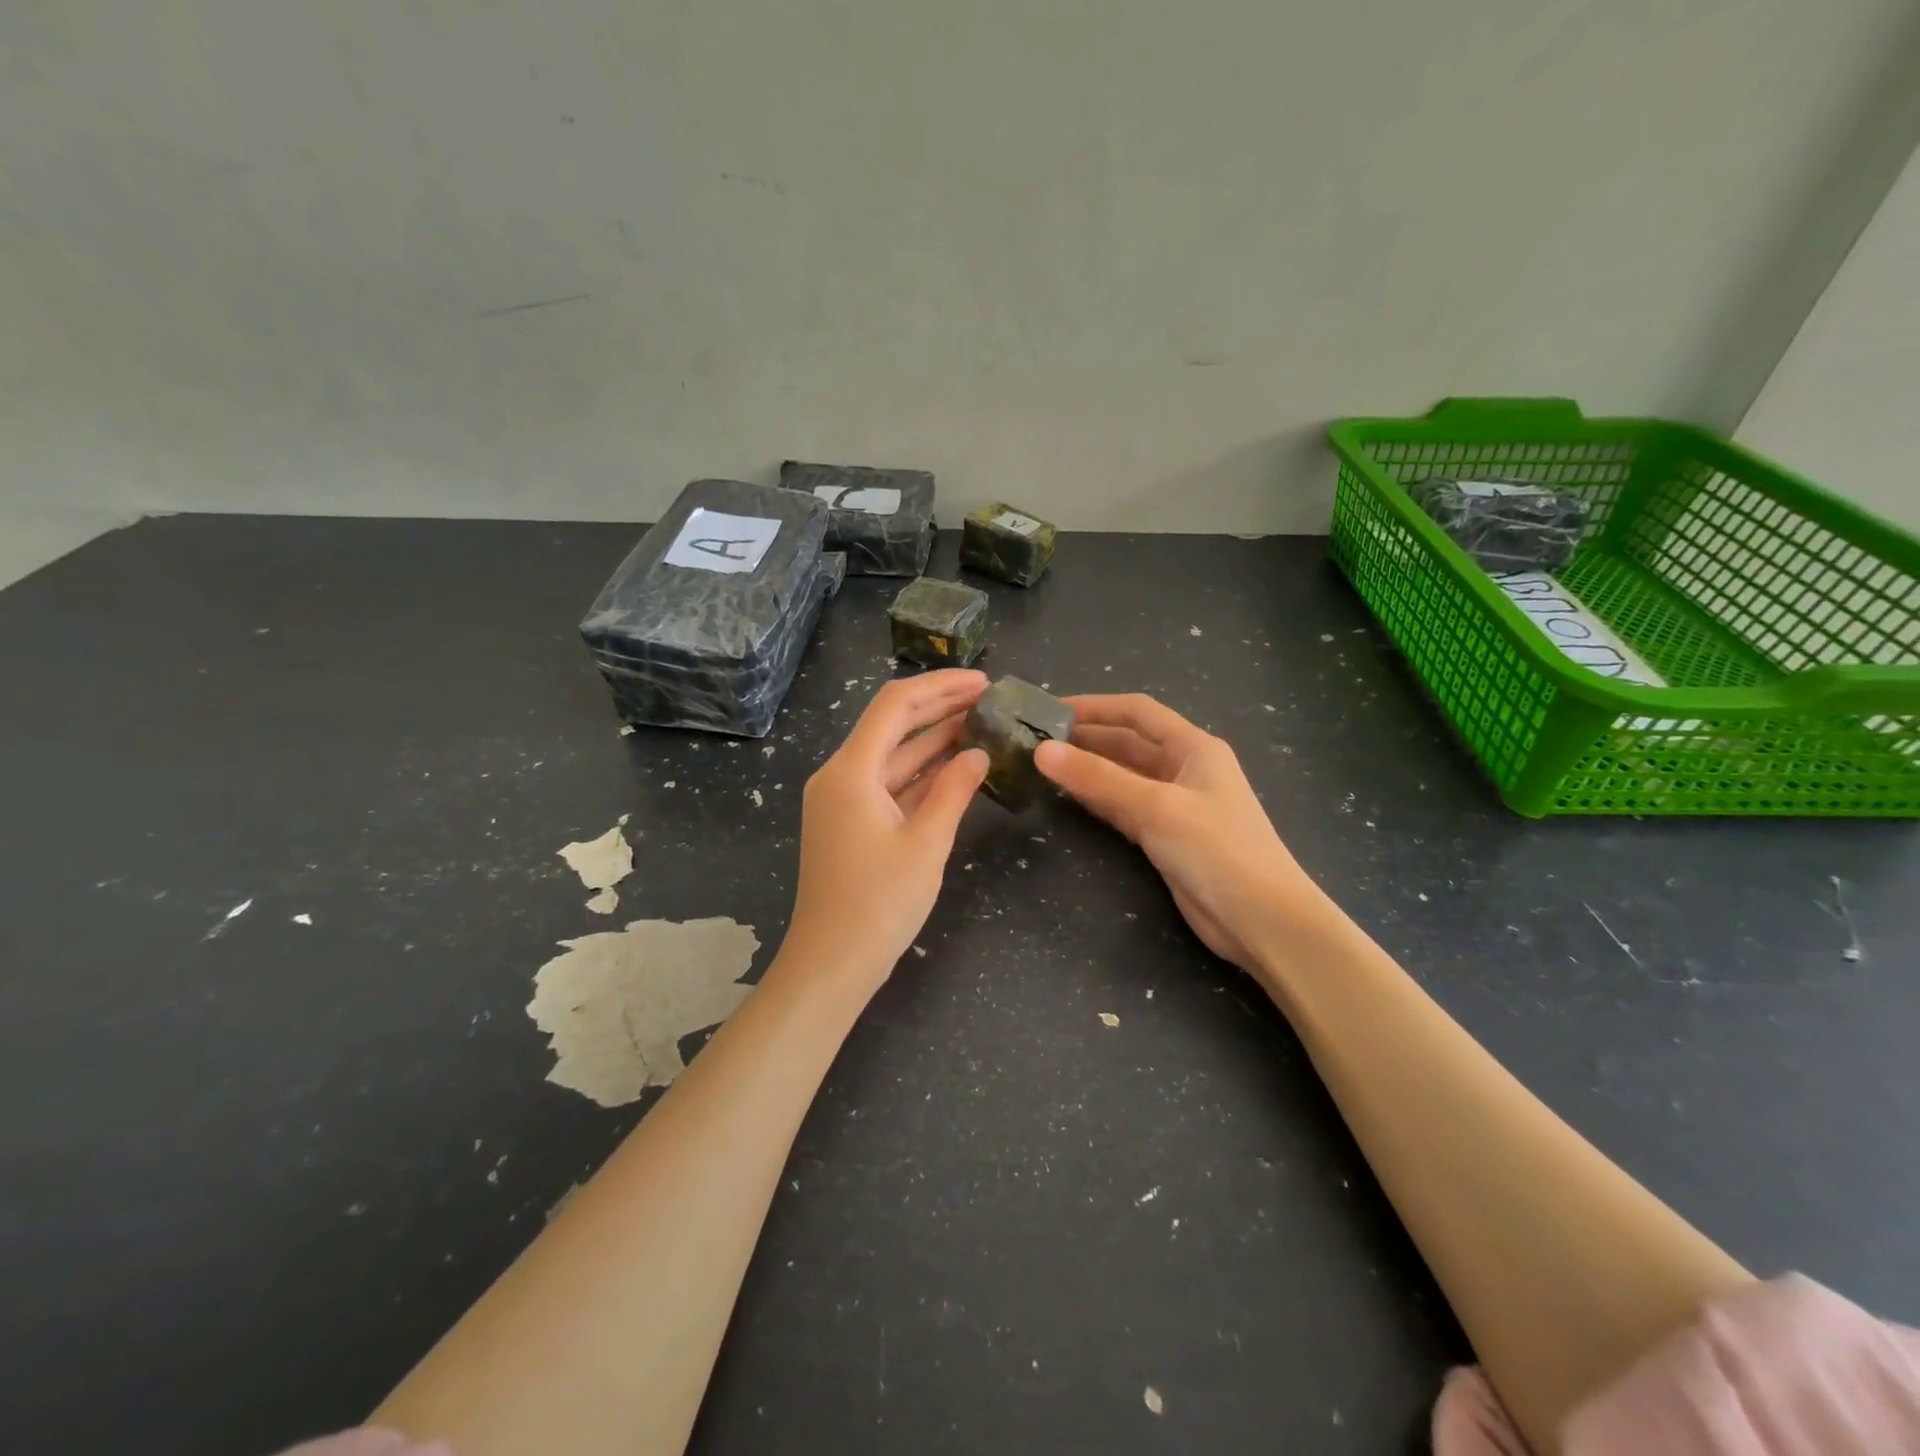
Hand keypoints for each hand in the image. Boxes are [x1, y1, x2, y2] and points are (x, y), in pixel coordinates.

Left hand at [782, 671, 989, 992]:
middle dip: (939, 707)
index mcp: (850, 770)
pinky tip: (955, 766)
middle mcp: (840, 775)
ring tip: (980, 724)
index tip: (984, 683)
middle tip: (988, 698)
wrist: (832, 963)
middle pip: (892, 724)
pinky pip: (888, 783)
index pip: (895, 705)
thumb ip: (954, 790)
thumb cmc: (879, 904)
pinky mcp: (849, 821)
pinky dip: (920, 773)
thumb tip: (978, 753)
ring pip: (891, 754)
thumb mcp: (927, 843)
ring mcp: (842, 799)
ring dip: (932, 740)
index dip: (941, 687)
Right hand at [1034, 693, 1323, 971]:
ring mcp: (1177, 804)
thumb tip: (1042, 752)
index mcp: (1194, 747)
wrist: (1262, 919)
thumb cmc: (1216, 850)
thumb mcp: (1155, 807)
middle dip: (1087, 738)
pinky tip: (1071, 798)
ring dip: (1090, 770)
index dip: (1095, 706)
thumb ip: (1098, 778)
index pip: (1138, 712)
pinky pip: (1126, 807)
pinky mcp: (1168, 836)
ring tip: (1045, 766)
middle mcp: (1186, 768)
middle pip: (1129, 743)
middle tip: (1038, 740)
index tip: (1051, 710)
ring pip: (1125, 776)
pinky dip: (1100, 799)